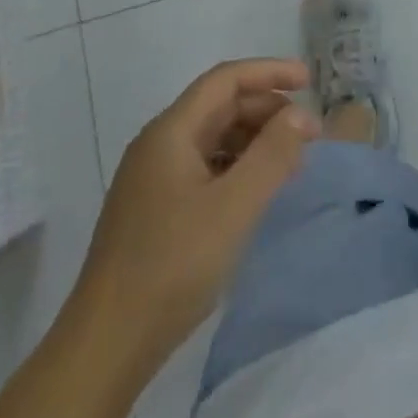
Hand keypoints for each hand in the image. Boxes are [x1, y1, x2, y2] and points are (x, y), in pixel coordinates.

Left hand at [75, 59, 319, 365]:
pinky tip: (256, 189)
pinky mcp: (154, 208)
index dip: (269, 73)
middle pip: (218, 106)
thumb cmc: (172, 266)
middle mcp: (158, 144)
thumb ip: (271, 156)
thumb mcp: (233, 208)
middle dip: (266, 109)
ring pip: (212, 137)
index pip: (225, 80)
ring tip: (291, 160)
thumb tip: (301, 116)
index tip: (309, 81)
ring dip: (253, 138)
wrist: (106, 344)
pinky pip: (204, 166)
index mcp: (171, 132)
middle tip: (310, 133)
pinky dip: (236, 166)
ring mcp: (153, 178)